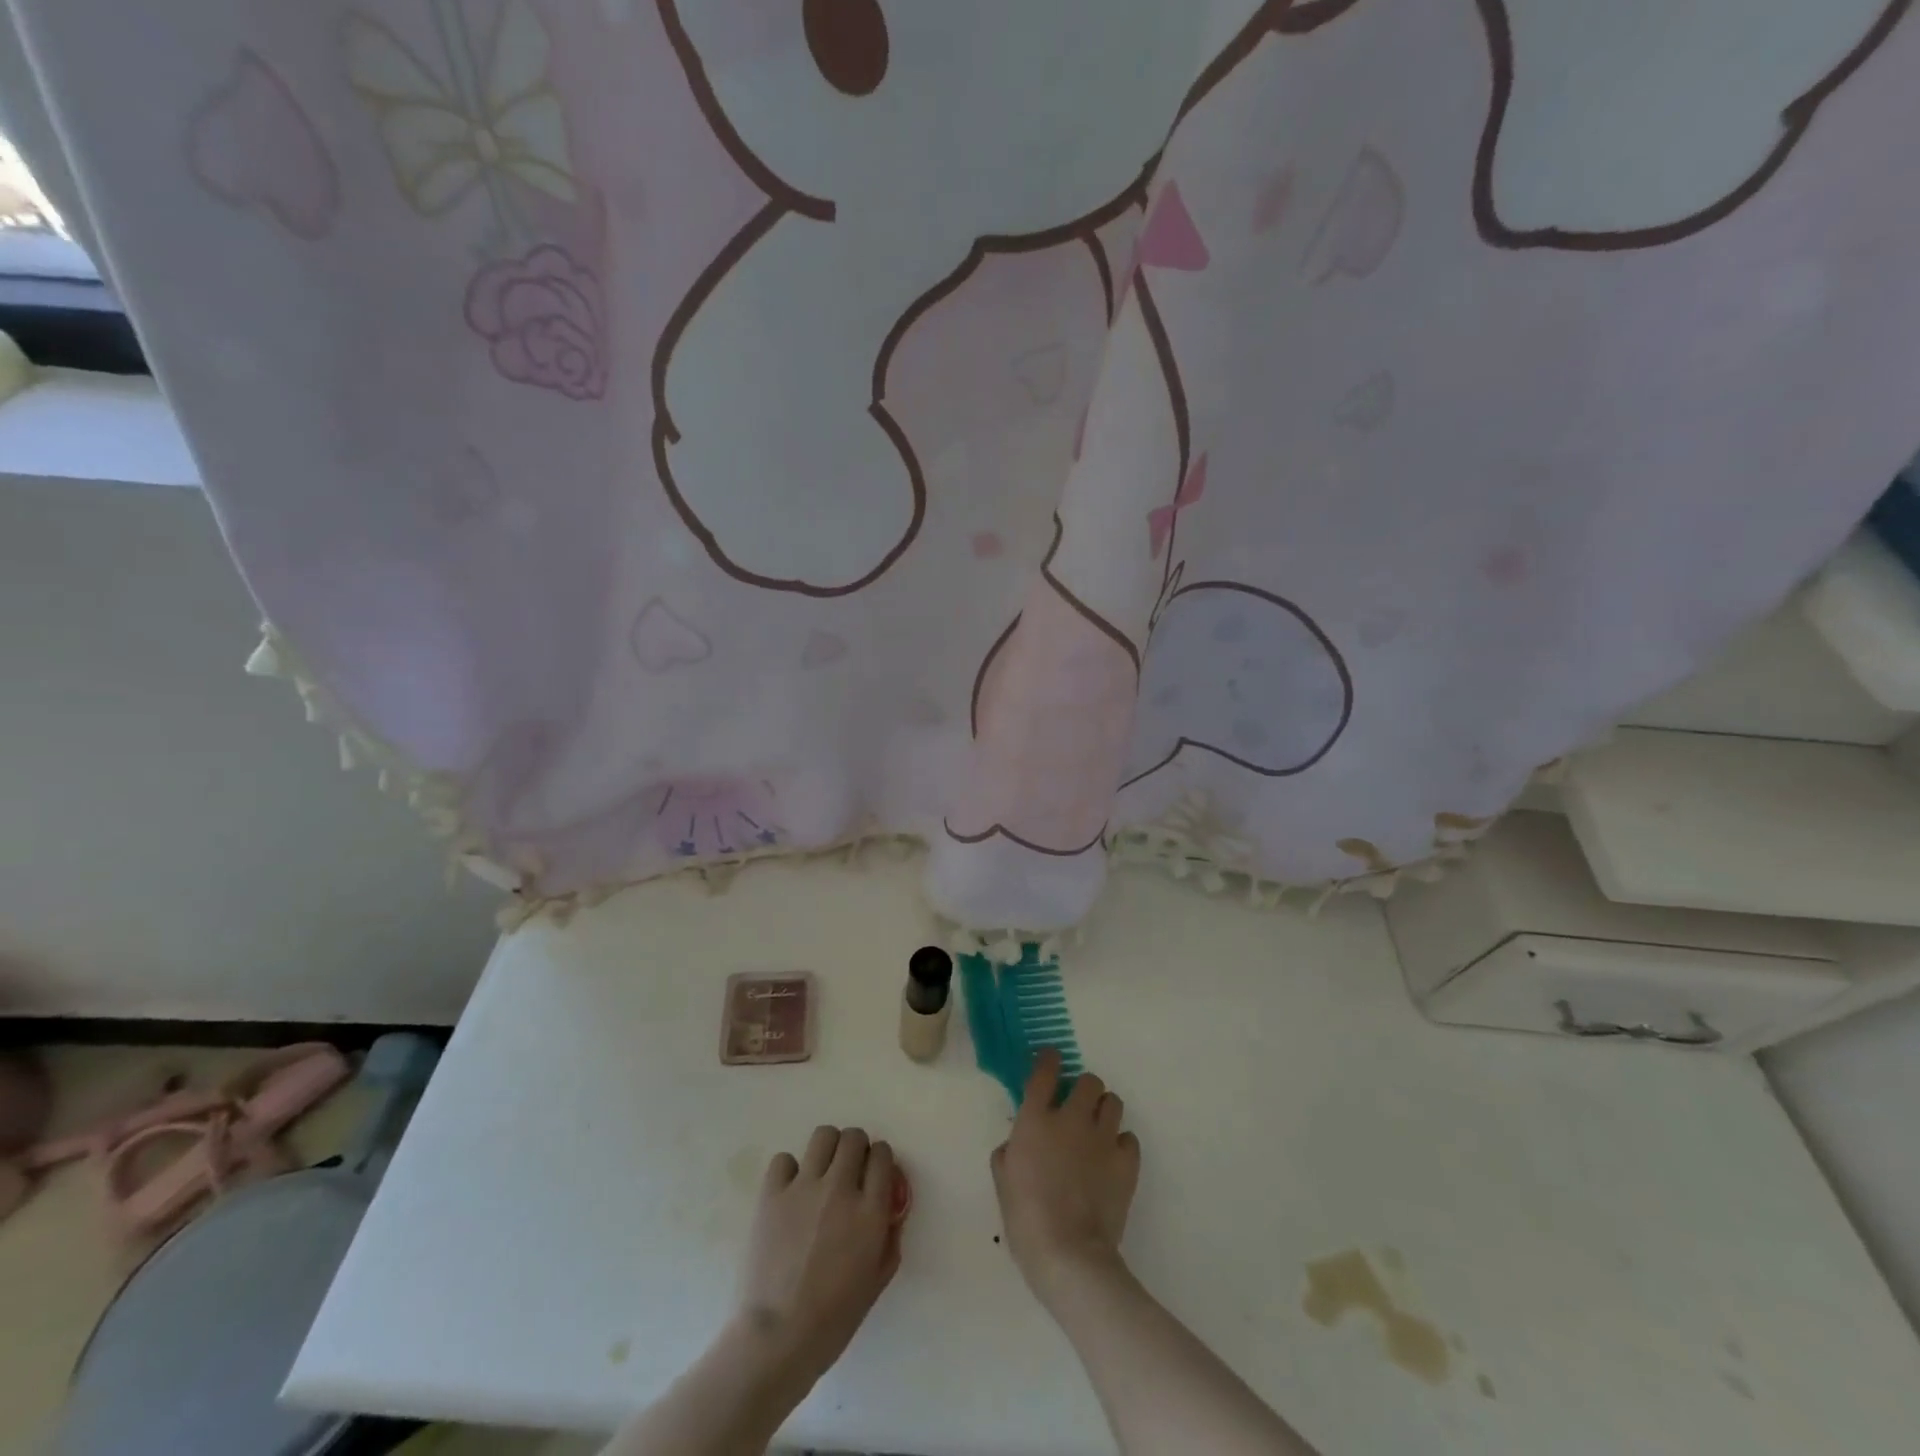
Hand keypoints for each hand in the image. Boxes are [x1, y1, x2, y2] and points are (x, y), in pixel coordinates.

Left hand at [734, 1126, 901, 1383]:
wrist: (777, 1338)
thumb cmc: (833, 1319)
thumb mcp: (877, 1280)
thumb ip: (890, 1238)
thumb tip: (890, 1210)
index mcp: (870, 1212)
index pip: (883, 1155)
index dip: (880, 1160)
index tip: (874, 1173)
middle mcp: (840, 1189)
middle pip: (854, 1138)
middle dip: (856, 1149)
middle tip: (849, 1171)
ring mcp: (804, 1187)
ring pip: (823, 1136)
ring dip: (828, 1149)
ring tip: (821, 1172)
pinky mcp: (772, 1194)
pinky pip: (784, 1159)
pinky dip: (789, 1170)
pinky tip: (790, 1191)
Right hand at [991, 1051, 1140, 1305]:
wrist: (1069, 1255)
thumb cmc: (1026, 1219)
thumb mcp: (1003, 1181)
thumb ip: (1008, 1151)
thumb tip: (1017, 1142)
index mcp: (1036, 1120)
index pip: (1045, 1071)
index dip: (1049, 1059)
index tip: (1050, 1059)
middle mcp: (1071, 1119)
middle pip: (1088, 1080)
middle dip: (1083, 1089)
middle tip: (1077, 1107)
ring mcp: (1102, 1138)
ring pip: (1113, 1101)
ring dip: (1104, 1110)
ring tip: (1097, 1129)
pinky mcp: (1126, 1162)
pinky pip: (1129, 1138)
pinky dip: (1121, 1143)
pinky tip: (1112, 1159)